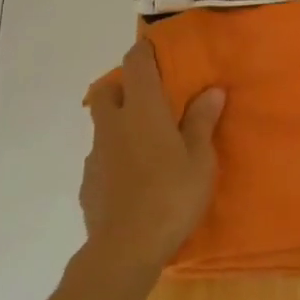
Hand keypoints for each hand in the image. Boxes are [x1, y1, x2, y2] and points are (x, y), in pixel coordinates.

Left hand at [81, 40, 224, 274]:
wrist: (124, 249)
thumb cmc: (171, 195)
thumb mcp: (200, 158)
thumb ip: (202, 121)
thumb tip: (211, 90)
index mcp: (142, 110)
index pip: (136, 64)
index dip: (145, 51)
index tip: (158, 50)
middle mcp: (112, 125)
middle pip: (107, 90)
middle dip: (123, 86)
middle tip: (151, 99)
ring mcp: (96, 155)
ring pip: (103, 125)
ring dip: (120, 124)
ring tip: (148, 144)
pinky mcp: (88, 183)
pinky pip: (102, 157)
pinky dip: (116, 157)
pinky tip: (135, 178)